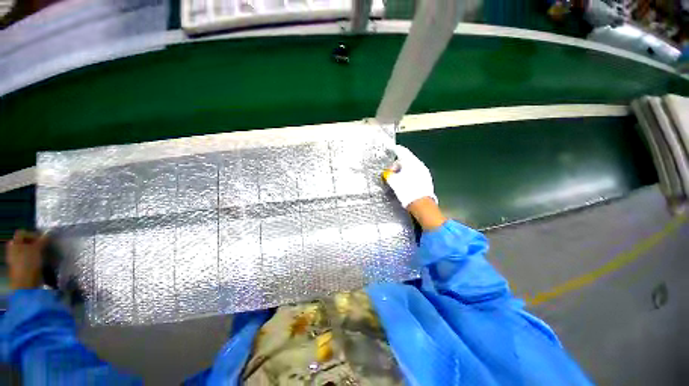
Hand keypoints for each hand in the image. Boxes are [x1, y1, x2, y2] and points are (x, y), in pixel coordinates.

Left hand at [5, 230, 47, 289]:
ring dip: (37, 251)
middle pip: (25, 242)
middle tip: (44, 246)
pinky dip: (36, 258)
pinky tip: (41, 261)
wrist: (26, 282)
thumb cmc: (29, 263)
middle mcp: (14, 249)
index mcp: (14, 243)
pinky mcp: (23, 265)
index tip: (42, 239)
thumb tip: (49, 233)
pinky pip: (30, 258)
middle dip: (35, 243)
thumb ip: (43, 240)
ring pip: (29, 250)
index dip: (32, 234)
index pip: (23, 233)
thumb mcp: (36, 249)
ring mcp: (17, 258)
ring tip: (44, 254)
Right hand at [383, 145, 436, 207]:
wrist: (421, 204)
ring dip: (403, 170)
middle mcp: (419, 164)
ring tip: (397, 179)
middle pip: (406, 160)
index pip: (402, 151)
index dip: (395, 149)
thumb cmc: (406, 191)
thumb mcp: (393, 182)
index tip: (391, 149)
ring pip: (411, 167)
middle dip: (397, 165)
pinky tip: (405, 182)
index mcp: (411, 162)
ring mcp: (424, 172)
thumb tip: (387, 173)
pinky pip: (415, 173)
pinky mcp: (426, 179)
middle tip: (390, 172)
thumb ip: (389, 174)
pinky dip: (409, 175)